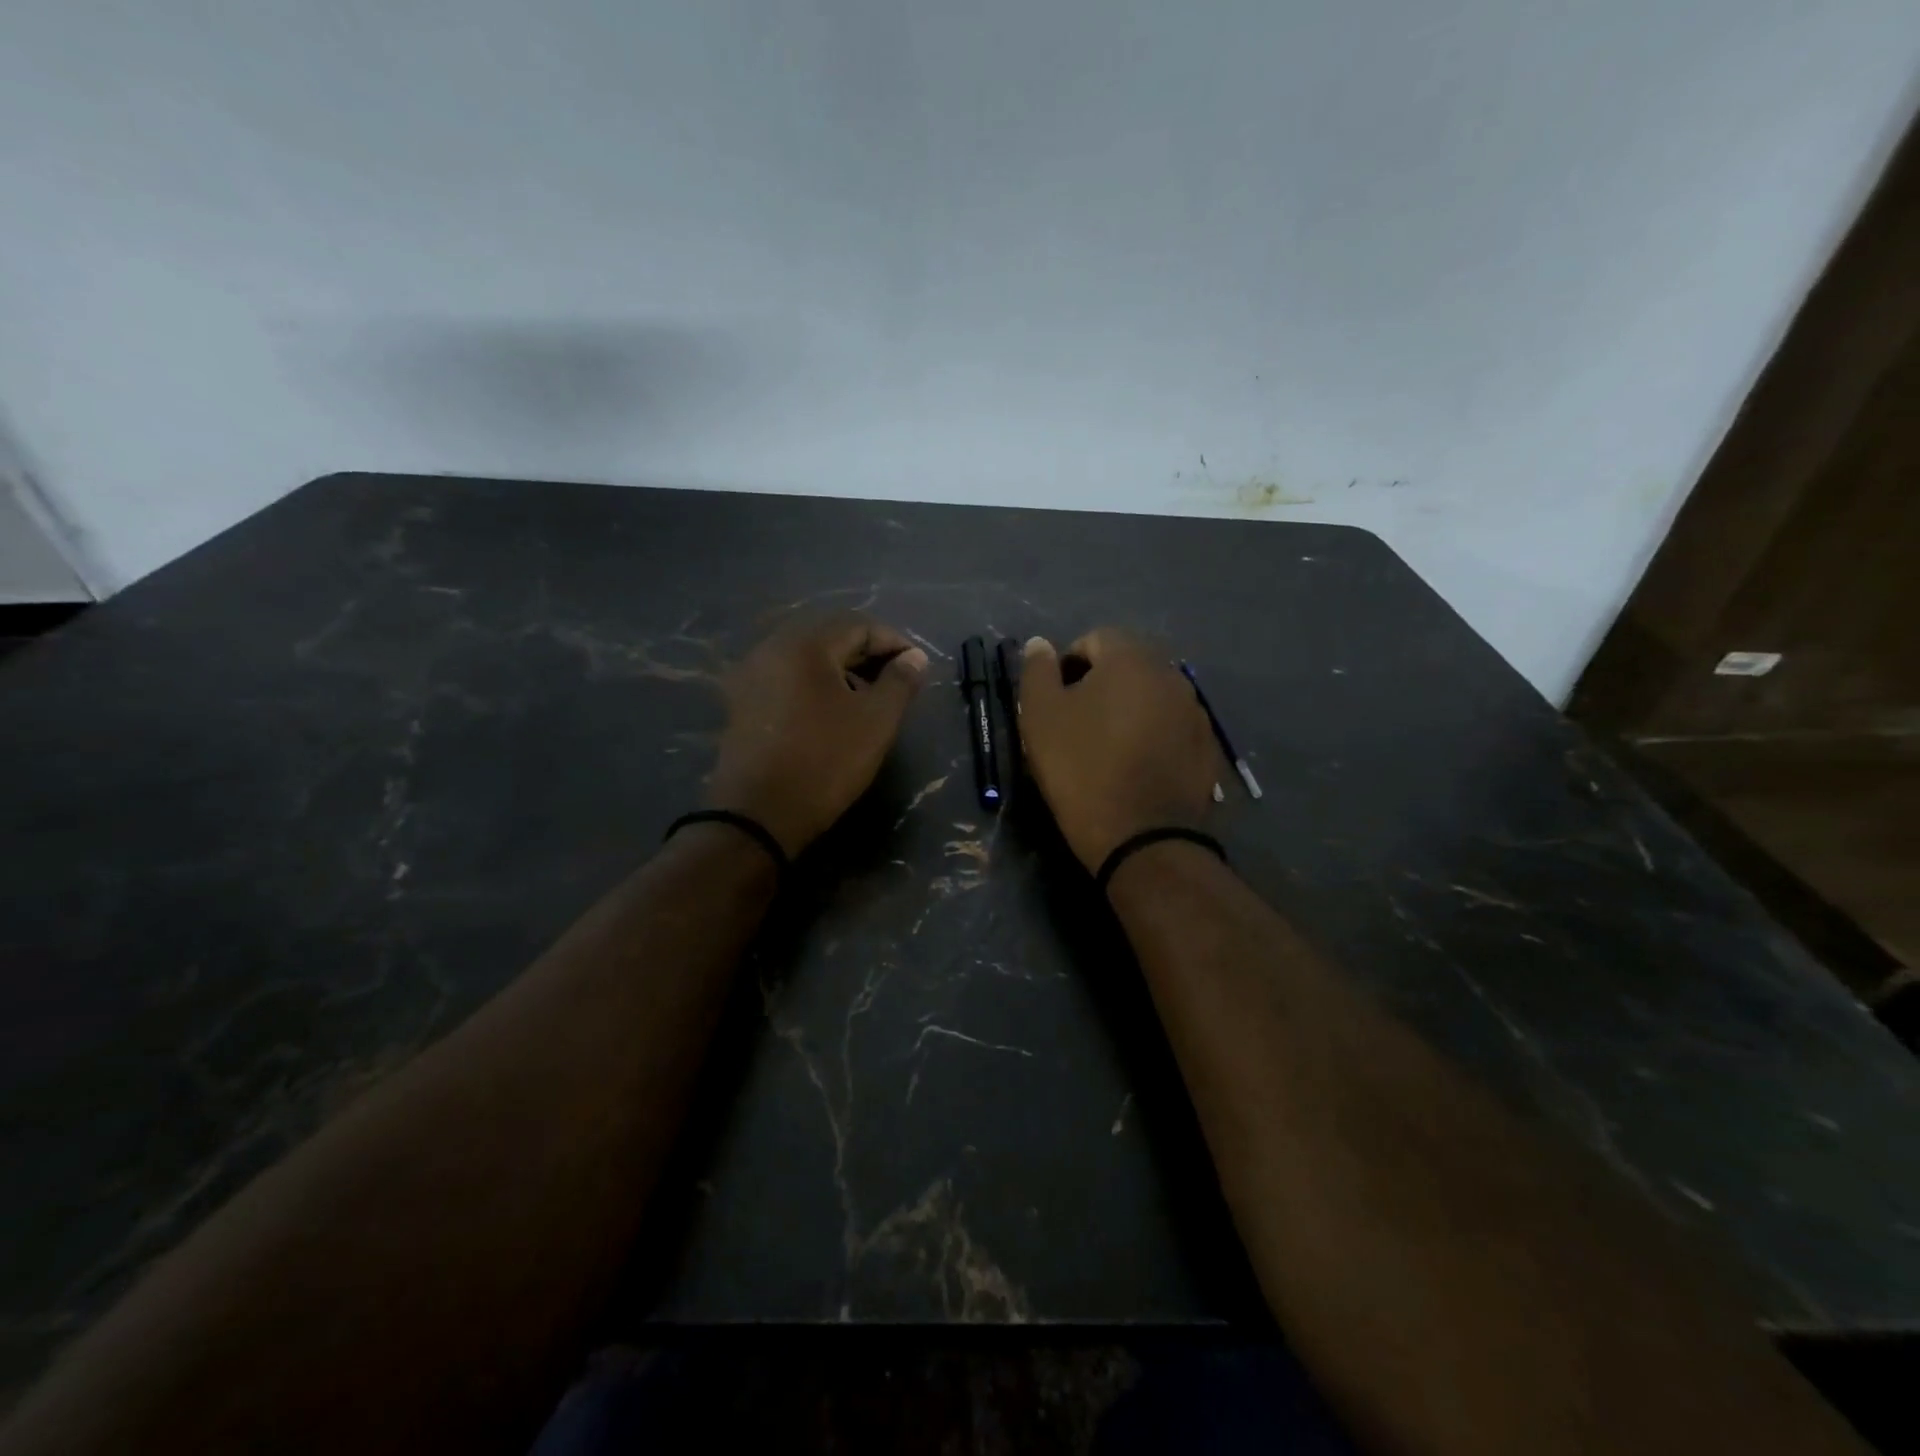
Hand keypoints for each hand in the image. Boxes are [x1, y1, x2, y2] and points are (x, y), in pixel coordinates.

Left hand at [707, 614, 928, 856]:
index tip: (918, 668)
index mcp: (804, 645)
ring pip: (807, 658)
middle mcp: (771, 648)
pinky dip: (816, 684)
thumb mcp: (876, 721)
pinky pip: (788, 678)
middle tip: (897, 681)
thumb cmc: (825, 762)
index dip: (894, 642)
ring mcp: (751, 675)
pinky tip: (833, 712)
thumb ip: (900, 682)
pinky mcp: (742, 702)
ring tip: (869, 698)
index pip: (858, 625)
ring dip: (843, 670)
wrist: (758, 815)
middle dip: (868, 654)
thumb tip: (915, 657)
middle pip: (829, 636)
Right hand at [1019, 629, 1220, 871]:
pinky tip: (1136, 766)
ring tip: (1107, 748)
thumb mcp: (1041, 717)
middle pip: (1127, 664)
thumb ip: (1037, 671)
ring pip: (1151, 695)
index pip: (1095, 638)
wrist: (1142, 836)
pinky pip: (1171, 726)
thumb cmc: (1082, 769)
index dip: (1068, 665)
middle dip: (1100, 685)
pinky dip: (1152, 735)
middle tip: (1077, 724)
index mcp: (1131, 659)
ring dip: (1128, 709)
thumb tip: (1040, 643)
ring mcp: (1195, 711)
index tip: (1055, 702)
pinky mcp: (1207, 746)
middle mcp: (1171, 674)